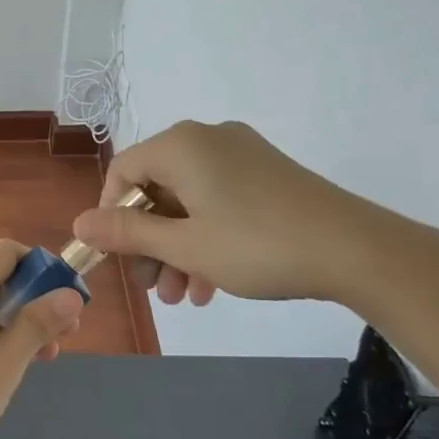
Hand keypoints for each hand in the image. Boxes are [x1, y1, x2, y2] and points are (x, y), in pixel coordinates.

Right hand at [71, 121, 386, 305]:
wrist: (358, 250)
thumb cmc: (257, 244)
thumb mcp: (184, 245)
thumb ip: (128, 233)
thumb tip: (80, 223)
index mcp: (181, 145)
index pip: (123, 172)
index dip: (112, 215)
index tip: (119, 256)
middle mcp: (207, 140)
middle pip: (157, 190)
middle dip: (150, 242)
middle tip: (153, 288)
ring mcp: (241, 156)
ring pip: (189, 202)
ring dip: (178, 249)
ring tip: (182, 297)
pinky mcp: (267, 175)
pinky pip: (218, 202)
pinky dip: (207, 238)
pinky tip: (211, 285)